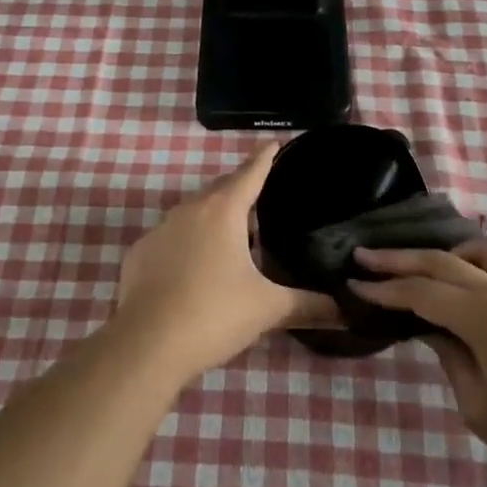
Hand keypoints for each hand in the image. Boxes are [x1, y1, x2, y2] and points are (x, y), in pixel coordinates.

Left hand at [114, 143, 339, 383]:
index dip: (265, 158)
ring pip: (193, 212)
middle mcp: (189, 210)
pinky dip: (186, 242)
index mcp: (223, 211)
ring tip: (232, 233)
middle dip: (240, 187)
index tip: (275, 142)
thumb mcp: (267, 309)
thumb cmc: (214, 314)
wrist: (147, 343)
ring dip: (213, 216)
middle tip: (260, 193)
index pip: (250, 173)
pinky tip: (194, 266)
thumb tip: (346, 312)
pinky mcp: (140, 253)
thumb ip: (307, 306)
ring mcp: (160, 230)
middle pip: (220, 189)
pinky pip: (170, 237)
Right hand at [348, 238, 486, 486]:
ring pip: (477, 250)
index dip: (384, 289)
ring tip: (417, 265)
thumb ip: (450, 357)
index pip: (422, 292)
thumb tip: (431, 330)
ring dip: (442, 251)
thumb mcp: (479, 407)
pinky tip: (458, 278)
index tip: (352, 284)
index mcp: (485, 318)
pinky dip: (470, 261)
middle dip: (399, 259)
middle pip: (442, 262)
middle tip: (363, 255)